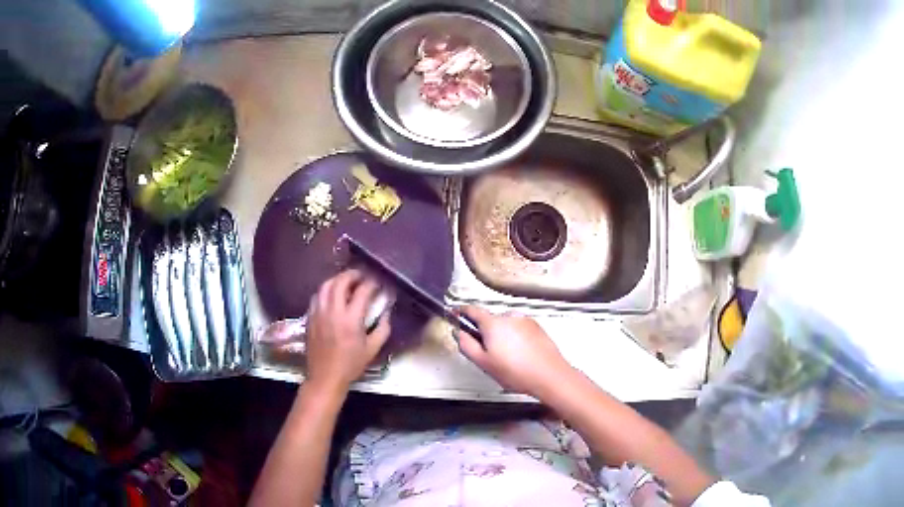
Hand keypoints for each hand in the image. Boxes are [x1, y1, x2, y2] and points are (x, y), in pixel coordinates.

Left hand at [305, 270, 390, 395]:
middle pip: (340, 282)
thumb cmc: (351, 365)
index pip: (362, 291)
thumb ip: (383, 329)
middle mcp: (333, 312)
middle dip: (352, 274)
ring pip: (325, 286)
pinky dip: (326, 290)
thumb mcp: (373, 350)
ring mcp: (319, 313)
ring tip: (346, 281)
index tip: (377, 282)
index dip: (371, 283)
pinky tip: (332, 295)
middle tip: (361, 275)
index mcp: (351, 320)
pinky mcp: (310, 317)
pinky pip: (317, 296)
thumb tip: (386, 313)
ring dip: (337, 279)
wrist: (325, 377)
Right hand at [456, 306, 573, 398]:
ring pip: (505, 326)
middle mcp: (510, 316)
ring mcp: (525, 321)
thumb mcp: (483, 362)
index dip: (461, 312)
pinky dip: (516, 339)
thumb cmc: (517, 372)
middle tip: (487, 354)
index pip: (472, 310)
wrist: (549, 375)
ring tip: (507, 359)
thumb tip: (458, 333)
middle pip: (490, 320)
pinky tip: (520, 356)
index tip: (456, 314)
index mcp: (493, 323)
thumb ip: (466, 345)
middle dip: (485, 333)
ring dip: (502, 337)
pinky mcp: (536, 327)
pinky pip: (519, 330)